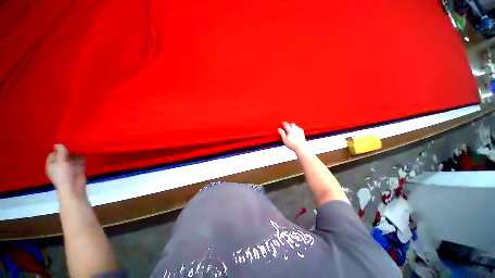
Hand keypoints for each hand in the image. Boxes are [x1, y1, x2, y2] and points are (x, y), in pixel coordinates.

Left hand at [46, 144, 86, 198]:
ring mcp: (70, 167)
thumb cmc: (63, 175)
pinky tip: (86, 151)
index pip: (54, 153)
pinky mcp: (79, 168)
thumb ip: (60, 152)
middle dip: (69, 150)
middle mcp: (60, 165)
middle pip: (64, 154)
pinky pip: (80, 160)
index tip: (66, 143)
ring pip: (73, 157)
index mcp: (52, 164)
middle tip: (75, 142)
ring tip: (82, 145)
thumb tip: (58, 143)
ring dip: (77, 152)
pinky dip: (83, 156)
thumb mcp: (61, 162)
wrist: (74, 188)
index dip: (59, 149)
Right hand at [278, 122, 306, 152]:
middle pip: (292, 124)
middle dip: (289, 124)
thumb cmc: (292, 144)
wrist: (300, 147)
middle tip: (287, 125)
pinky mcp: (302, 133)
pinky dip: (298, 128)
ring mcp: (299, 131)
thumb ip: (282, 133)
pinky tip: (297, 130)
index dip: (284, 123)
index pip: (286, 125)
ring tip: (291, 127)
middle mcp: (295, 129)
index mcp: (290, 130)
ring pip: (296, 126)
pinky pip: (300, 129)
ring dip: (293, 126)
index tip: (283, 123)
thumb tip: (279, 129)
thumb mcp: (284, 139)